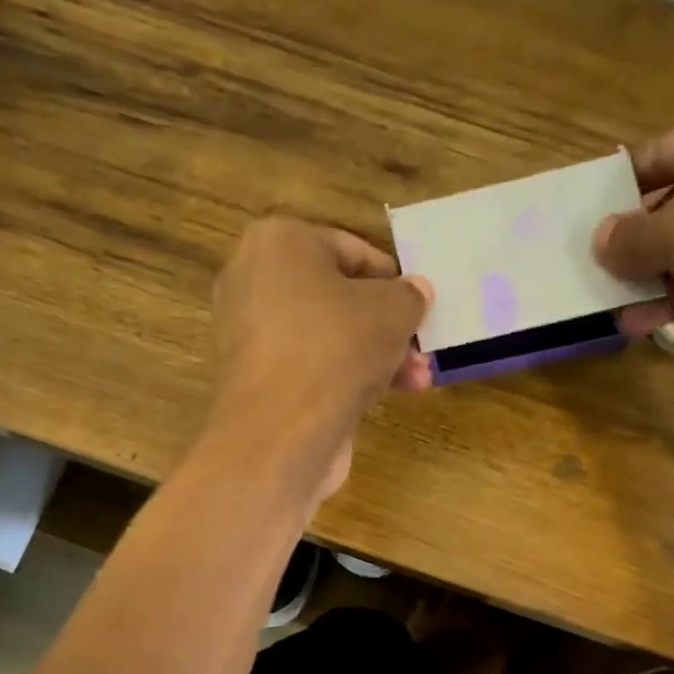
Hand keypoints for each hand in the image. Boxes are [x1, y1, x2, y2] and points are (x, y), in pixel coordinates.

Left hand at [208, 216, 433, 498]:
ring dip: (376, 356)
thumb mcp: (392, 310)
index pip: (349, 249)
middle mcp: (254, 282)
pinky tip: (384, 396)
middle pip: (338, 297)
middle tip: (421, 346)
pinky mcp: (257, 380)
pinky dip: (345, 377)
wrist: (281, 431)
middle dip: (387, 325)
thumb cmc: (336, 347)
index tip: (419, 304)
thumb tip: (415, 292)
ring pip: (328, 337)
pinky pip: (311, 367)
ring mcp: (251, 335)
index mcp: (278, 243)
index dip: (391, 277)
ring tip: (418, 379)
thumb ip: (409, 296)